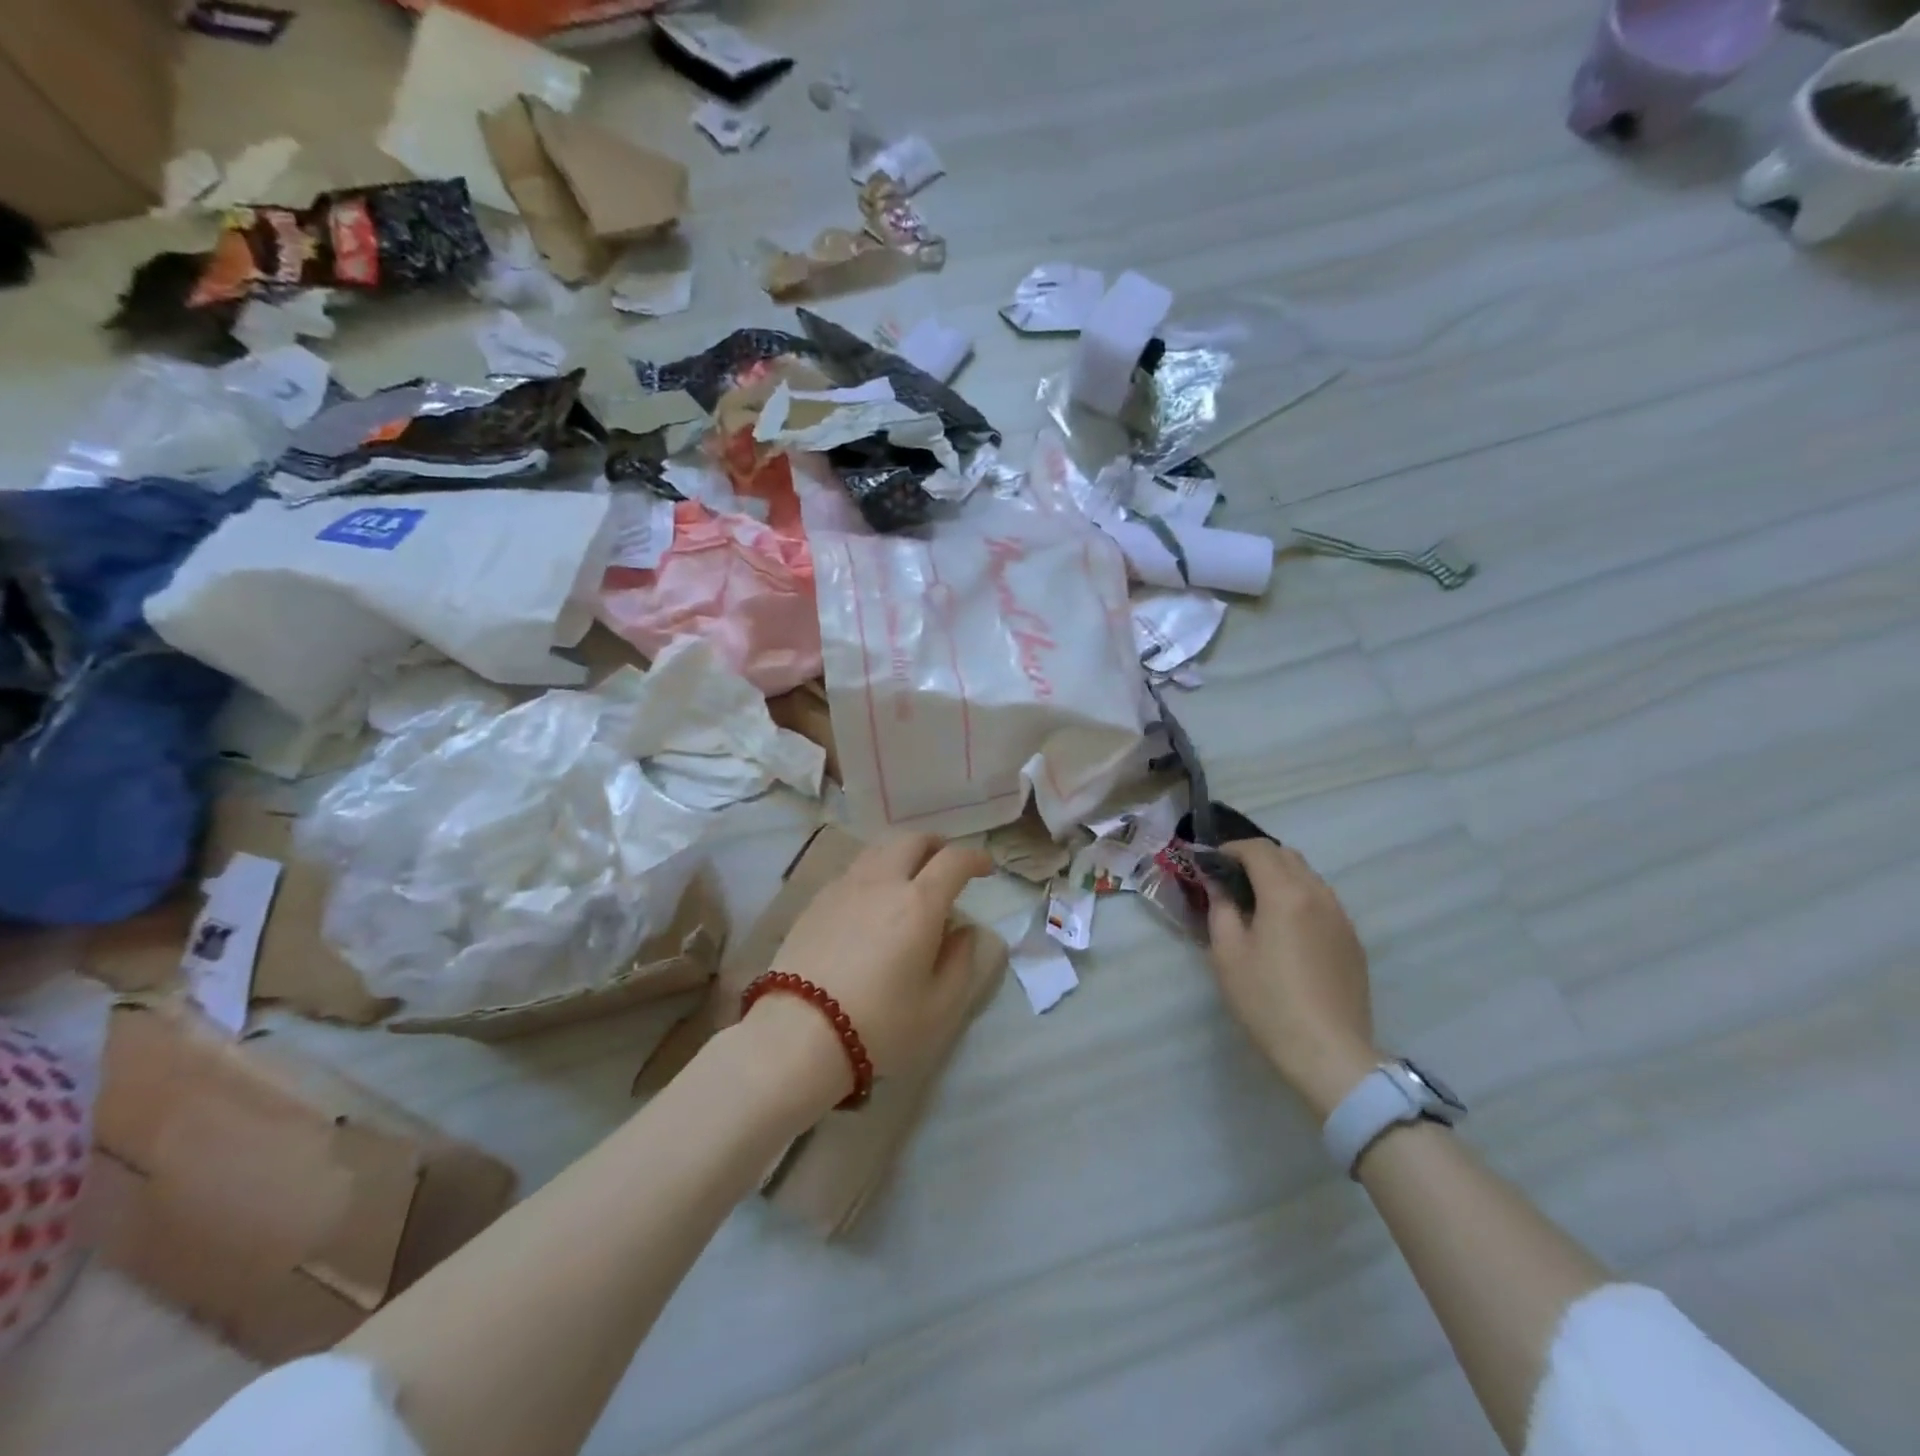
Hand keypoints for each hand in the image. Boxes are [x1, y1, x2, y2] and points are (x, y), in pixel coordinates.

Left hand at [749, 833, 991, 1101]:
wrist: (798, 1034)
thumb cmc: (880, 1024)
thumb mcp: (939, 1007)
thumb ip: (961, 962)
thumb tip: (965, 931)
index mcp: (919, 903)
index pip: (954, 860)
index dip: (975, 858)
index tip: (985, 868)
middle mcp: (882, 882)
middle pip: (913, 840)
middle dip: (937, 845)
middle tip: (946, 864)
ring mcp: (844, 887)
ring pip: (879, 849)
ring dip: (902, 853)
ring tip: (908, 877)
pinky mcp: (816, 901)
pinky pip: (853, 870)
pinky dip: (873, 872)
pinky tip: (871, 900)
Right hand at [1203, 839, 1379, 1117]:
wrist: (1329, 1053)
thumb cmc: (1267, 1001)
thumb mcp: (1228, 954)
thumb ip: (1221, 908)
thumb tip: (1218, 884)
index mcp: (1285, 894)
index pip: (1258, 849)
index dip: (1230, 849)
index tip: (1210, 862)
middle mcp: (1318, 895)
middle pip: (1287, 856)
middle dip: (1256, 859)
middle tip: (1230, 881)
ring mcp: (1341, 917)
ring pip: (1309, 877)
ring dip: (1280, 877)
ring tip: (1257, 904)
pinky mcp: (1352, 941)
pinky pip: (1323, 901)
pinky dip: (1300, 898)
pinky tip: (1286, 929)